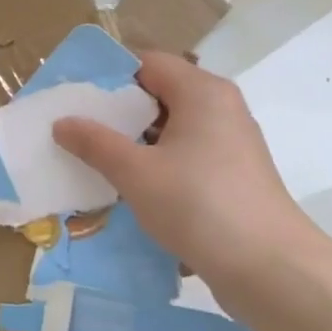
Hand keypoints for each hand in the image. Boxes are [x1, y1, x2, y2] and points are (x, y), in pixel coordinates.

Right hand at [53, 52, 331, 300]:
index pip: (147, 63)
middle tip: (74, 126)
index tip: (72, 95)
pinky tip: (127, 184)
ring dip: (133, 139)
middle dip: (116, 109)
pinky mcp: (230, 174)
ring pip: (170, 127)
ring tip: (92, 156)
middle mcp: (220, 108)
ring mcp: (229, 143)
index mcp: (202, 92)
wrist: (269, 268)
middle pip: (159, 93)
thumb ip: (95, 143)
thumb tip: (62, 122)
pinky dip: (154, 161)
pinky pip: (183, 154)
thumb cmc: (198, 205)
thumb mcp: (135, 172)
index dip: (108, 75)